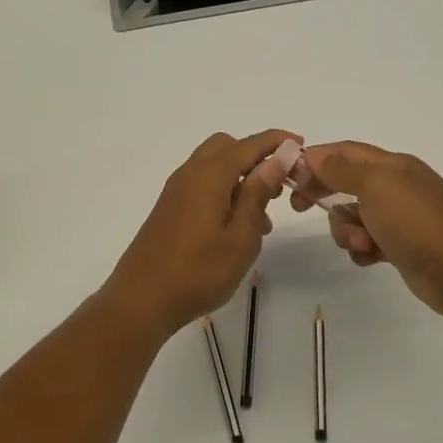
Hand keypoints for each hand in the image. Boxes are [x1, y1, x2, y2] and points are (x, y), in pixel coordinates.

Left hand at [100, 130, 294, 338]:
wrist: (141, 300)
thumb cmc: (198, 271)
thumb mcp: (240, 237)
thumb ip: (257, 195)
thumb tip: (276, 159)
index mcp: (209, 175)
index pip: (249, 145)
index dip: (276, 141)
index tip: (300, 144)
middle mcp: (190, 174)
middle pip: (226, 146)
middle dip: (255, 156)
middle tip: (278, 184)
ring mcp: (176, 191)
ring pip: (213, 166)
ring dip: (240, 177)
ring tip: (263, 217)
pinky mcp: (170, 208)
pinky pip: (202, 185)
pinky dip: (224, 191)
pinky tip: (237, 227)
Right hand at [292, 141, 442, 320]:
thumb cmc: (414, 221)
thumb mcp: (375, 186)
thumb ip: (342, 170)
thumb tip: (315, 156)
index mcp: (393, 165)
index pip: (346, 152)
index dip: (316, 158)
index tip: (290, 175)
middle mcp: (396, 186)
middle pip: (346, 182)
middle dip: (325, 194)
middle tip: (301, 207)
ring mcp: (399, 217)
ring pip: (354, 216)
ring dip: (347, 230)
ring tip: (361, 243)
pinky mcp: (400, 245)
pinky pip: (367, 241)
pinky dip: (362, 248)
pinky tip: (370, 258)